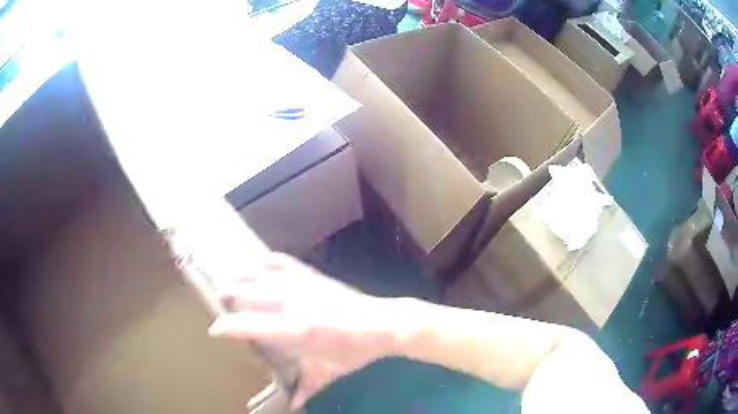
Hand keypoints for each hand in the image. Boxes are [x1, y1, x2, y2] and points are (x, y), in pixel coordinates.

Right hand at [209, 253, 397, 409]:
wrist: (382, 323)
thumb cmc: (355, 351)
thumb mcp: (329, 373)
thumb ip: (306, 388)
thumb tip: (291, 405)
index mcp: (296, 330)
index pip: (252, 325)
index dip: (229, 327)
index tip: (214, 329)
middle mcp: (294, 303)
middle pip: (251, 292)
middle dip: (230, 293)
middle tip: (217, 297)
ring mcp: (303, 285)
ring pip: (263, 273)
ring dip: (243, 273)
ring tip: (227, 275)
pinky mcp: (313, 276)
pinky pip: (284, 262)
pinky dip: (268, 260)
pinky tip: (259, 261)